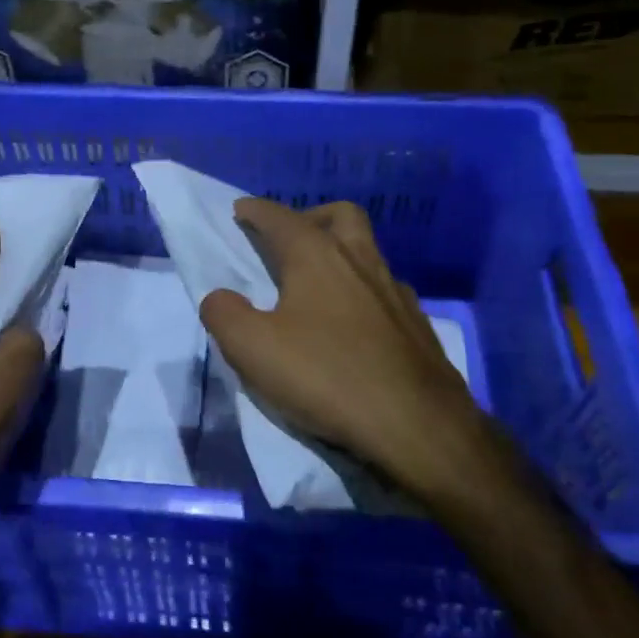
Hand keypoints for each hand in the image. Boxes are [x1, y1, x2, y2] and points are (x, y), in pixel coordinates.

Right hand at [199, 199, 504, 502]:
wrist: (418, 426)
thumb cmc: (327, 376)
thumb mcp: (253, 349)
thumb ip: (224, 314)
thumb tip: (220, 298)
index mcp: (317, 255)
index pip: (280, 217)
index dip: (255, 211)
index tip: (240, 211)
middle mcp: (360, 260)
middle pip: (339, 216)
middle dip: (310, 217)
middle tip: (289, 240)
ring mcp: (395, 291)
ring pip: (367, 252)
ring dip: (340, 255)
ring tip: (317, 288)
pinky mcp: (418, 325)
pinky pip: (384, 291)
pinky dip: (362, 293)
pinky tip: (352, 327)